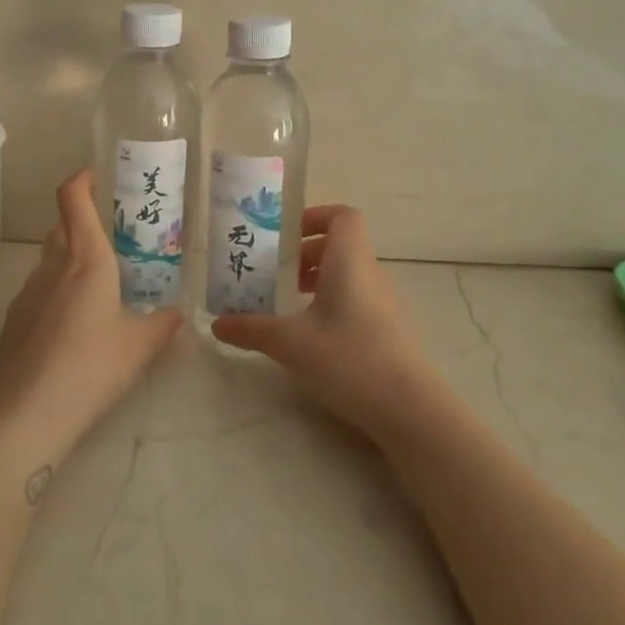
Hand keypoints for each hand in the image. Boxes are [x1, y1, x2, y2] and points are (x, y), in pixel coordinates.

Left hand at [0, 170, 181, 473]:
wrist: (23, 416)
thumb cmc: (90, 367)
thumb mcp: (139, 347)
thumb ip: (162, 325)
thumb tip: (178, 314)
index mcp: (85, 259)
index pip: (72, 199)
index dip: (81, 180)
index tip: (94, 176)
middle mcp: (52, 267)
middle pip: (61, 228)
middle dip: (81, 223)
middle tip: (110, 240)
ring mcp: (25, 295)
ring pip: (48, 263)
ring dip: (68, 263)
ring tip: (96, 290)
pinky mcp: (12, 324)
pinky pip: (37, 295)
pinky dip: (55, 296)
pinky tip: (71, 330)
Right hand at [211, 205, 439, 440]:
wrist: (408, 407)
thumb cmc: (348, 357)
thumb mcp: (290, 343)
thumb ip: (251, 329)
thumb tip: (216, 324)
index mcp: (349, 260)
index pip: (343, 216)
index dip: (316, 217)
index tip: (286, 236)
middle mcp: (370, 272)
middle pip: (340, 245)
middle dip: (305, 253)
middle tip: (274, 272)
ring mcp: (384, 302)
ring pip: (348, 273)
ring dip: (318, 279)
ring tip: (288, 302)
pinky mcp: (389, 329)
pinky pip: (357, 298)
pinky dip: (332, 302)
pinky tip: (312, 334)